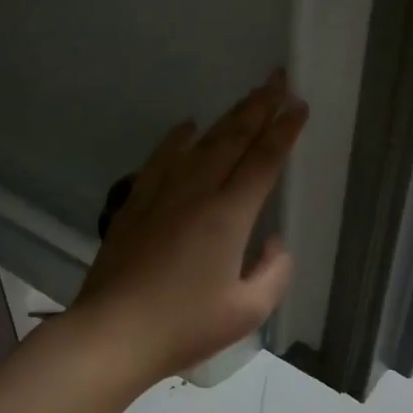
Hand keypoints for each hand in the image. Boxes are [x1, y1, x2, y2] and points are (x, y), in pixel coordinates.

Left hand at [73, 71, 307, 381]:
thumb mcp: (247, 310)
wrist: (113, 333)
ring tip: (246, 98)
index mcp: (227, 216)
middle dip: (259, 107)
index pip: (263, 161)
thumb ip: (274, 271)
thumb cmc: (184, 326)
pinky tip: (186, 127)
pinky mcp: (135, 204)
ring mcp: (161, 194)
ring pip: (200, 143)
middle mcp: (196, 193)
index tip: (299, 106)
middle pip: (233, 139)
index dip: (284, 132)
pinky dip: (177, 138)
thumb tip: (274, 242)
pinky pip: (160, 158)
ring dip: (227, 117)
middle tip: (278, 79)